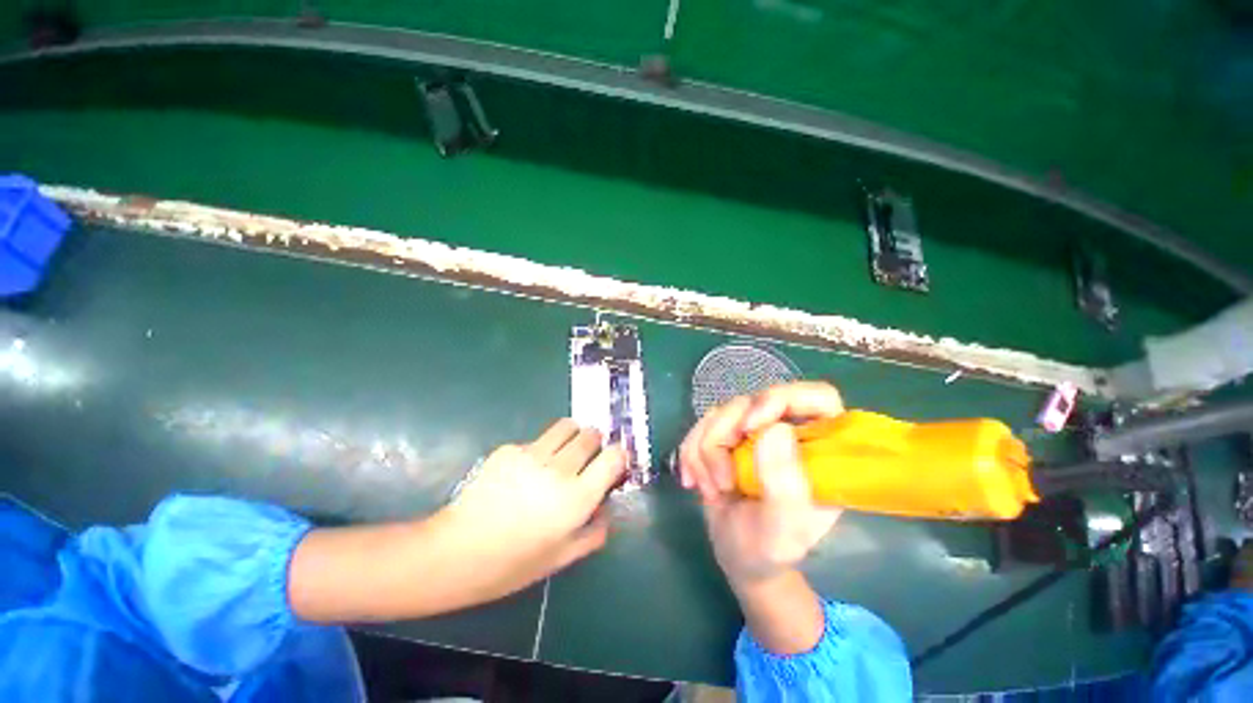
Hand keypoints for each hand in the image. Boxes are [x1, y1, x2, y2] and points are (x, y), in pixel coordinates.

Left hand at [437, 419, 626, 600]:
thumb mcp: (561, 558)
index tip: (615, 462)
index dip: (619, 455)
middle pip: (591, 434)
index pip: (613, 456)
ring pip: (567, 426)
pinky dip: (542, 448)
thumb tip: (606, 509)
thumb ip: (594, 532)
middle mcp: (559, 469)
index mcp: (576, 498)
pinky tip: (525, 471)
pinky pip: (537, 439)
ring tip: (563, 453)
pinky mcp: (509, 449)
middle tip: (587, 459)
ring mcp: (532, 454)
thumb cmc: (512, 564)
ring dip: (573, 435)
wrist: (456, 552)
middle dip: (595, 443)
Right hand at [679, 383, 843, 585]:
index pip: (817, 397)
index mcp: (821, 448)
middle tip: (724, 479)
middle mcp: (788, 430)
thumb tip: (776, 428)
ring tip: (713, 489)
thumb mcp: (783, 529)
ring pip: (720, 413)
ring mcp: (754, 431)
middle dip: (726, 436)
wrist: (738, 557)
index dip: (782, 399)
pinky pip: (699, 427)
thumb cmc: (770, 550)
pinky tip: (695, 482)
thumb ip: (785, 484)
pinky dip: (691, 454)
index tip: (751, 427)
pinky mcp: (727, 436)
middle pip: (753, 401)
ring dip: (705, 451)